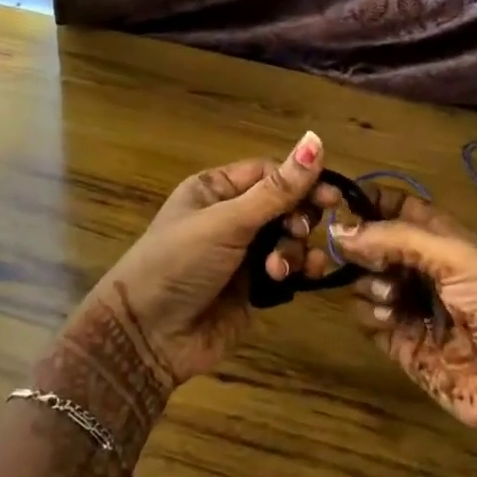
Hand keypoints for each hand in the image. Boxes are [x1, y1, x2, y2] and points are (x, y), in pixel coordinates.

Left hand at [52, 130, 340, 394]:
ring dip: (294, 248)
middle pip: (284, 205)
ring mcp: (243, 254)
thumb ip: (276, 189)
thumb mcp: (227, 222)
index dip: (300, 181)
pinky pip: (287, 270)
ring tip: (281, 268)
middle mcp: (231, 217)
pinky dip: (297, 270)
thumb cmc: (180, 263)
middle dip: (299, 217)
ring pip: (289, 238)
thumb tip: (316, 139)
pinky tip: (299, 277)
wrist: (148, 337)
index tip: (329, 197)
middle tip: (300, 231)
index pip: (270, 173)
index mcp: (215, 190)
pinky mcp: (253, 289)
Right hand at [332, 190, 476, 476]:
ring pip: (366, 281)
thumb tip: (339, 230)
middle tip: (354, 252)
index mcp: (446, 240)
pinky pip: (368, 320)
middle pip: (376, 244)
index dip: (373, 203)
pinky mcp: (402, 346)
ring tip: (388, 294)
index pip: (401, 210)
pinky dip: (368, 314)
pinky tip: (386, 318)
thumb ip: (398, 239)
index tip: (342, 203)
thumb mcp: (458, 257)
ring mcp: (412, 308)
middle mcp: (425, 270)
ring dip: (367, 281)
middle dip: (362, 244)